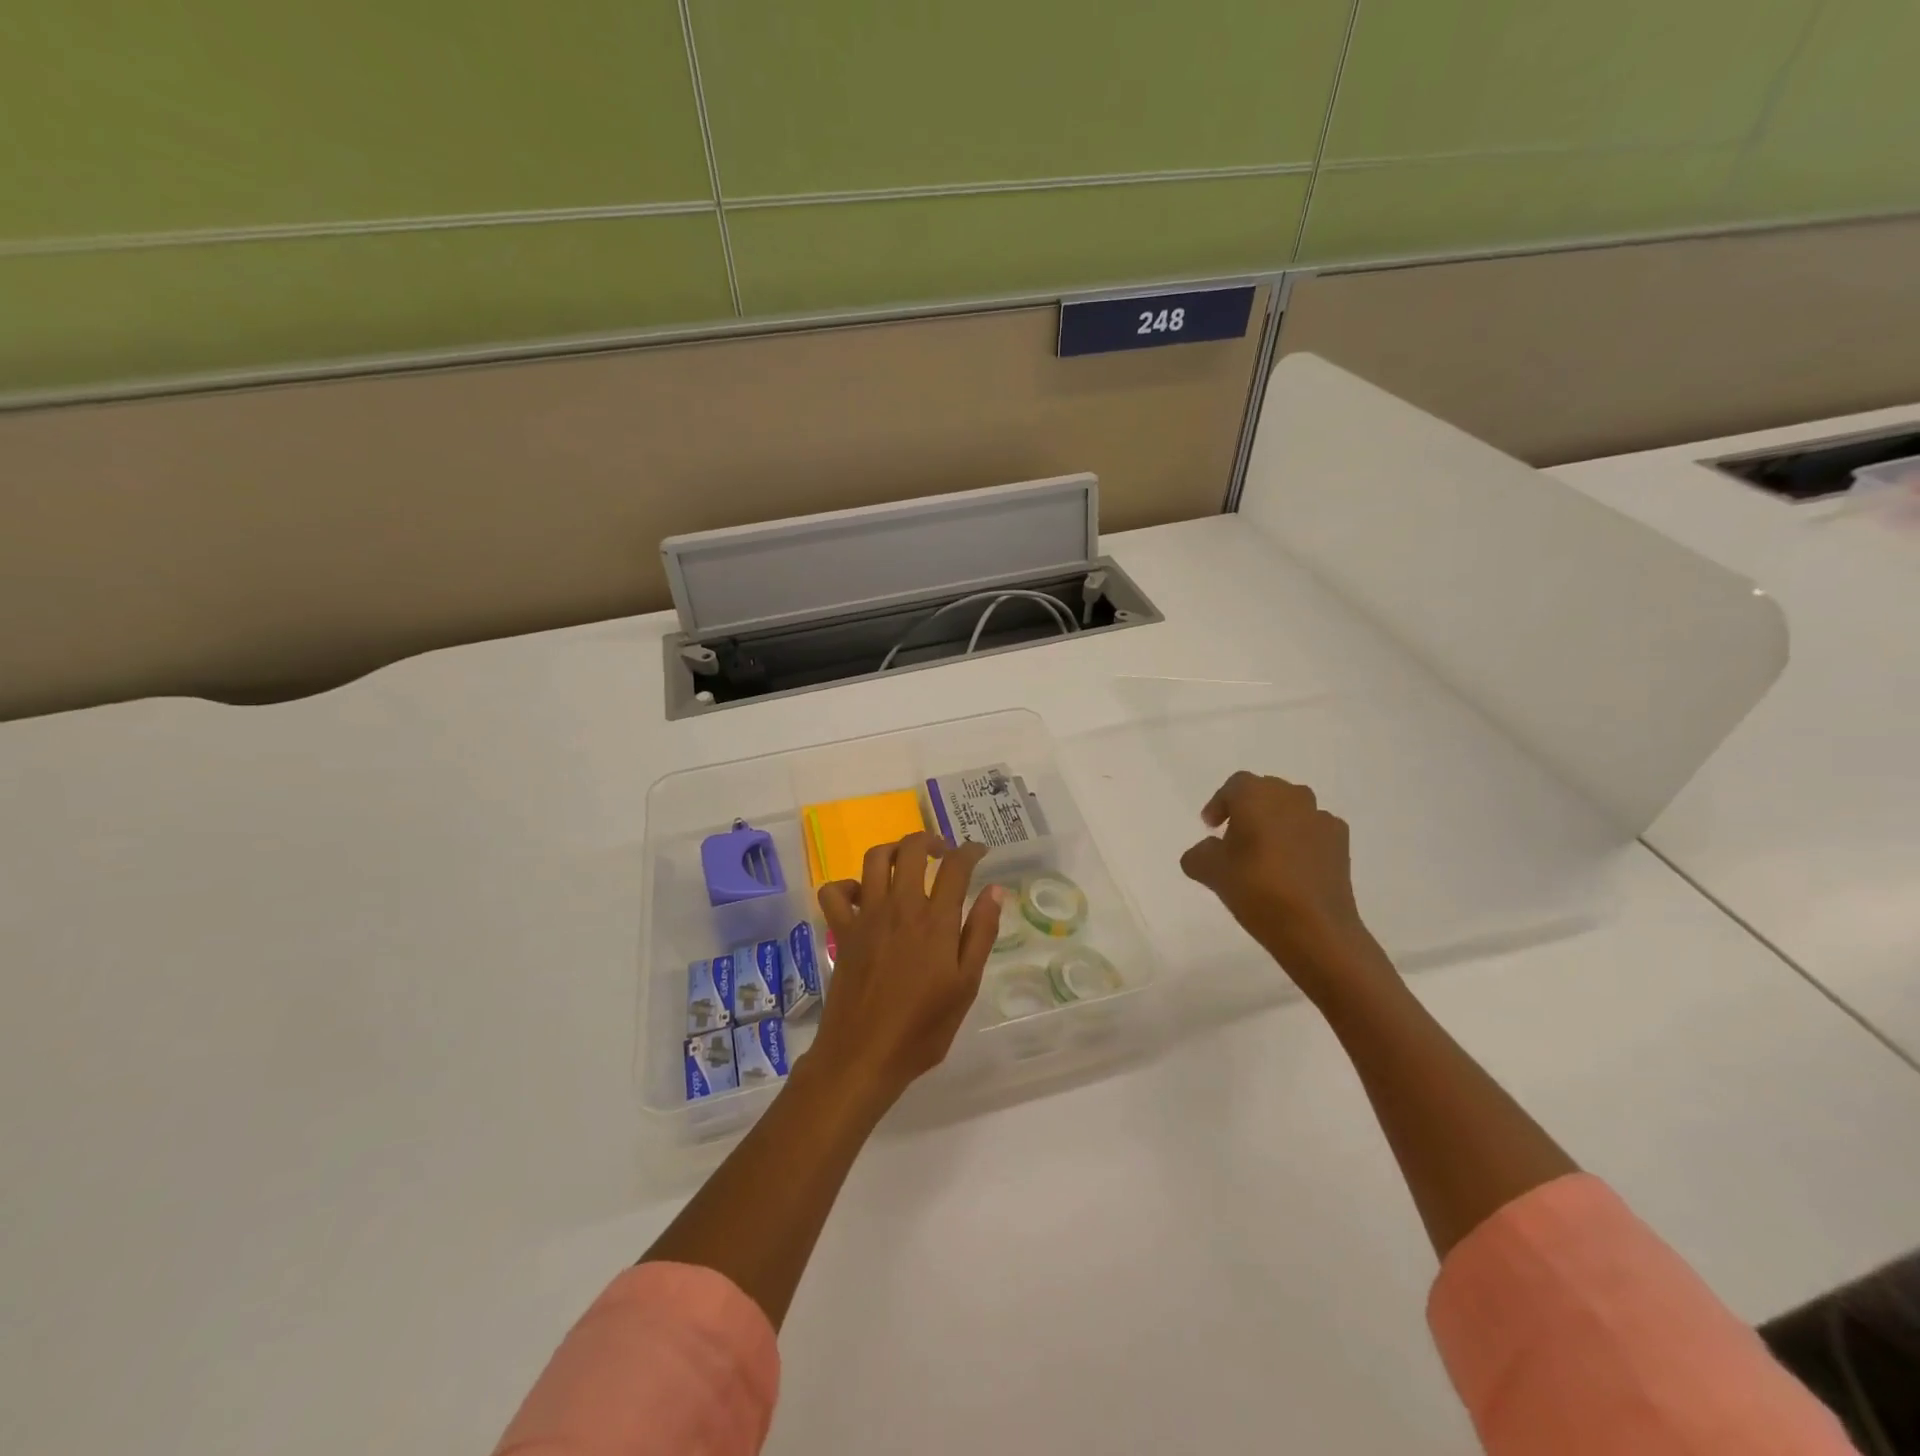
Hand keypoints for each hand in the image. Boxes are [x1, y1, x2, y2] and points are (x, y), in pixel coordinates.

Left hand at [808, 832, 1002, 1109]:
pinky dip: (847, 885)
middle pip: (911, 850)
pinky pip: (835, 892)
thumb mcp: (966, 985)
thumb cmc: (923, 1027)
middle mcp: (900, 907)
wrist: (864, 1055)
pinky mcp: (842, 931)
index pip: (956, 867)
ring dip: (893, 851)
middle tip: (943, 853)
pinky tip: (863, 896)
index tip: (980, 852)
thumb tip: (994, 891)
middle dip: (930, 840)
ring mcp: (866, 916)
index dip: (970, 851)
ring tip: (907, 862)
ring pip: (874, 859)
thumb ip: (981, 934)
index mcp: (936, 920)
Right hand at [1179, 771, 1388, 1000]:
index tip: (1211, 827)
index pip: (1234, 786)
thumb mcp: (1209, 871)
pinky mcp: (1341, 842)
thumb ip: (1199, 854)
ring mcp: (1321, 818)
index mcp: (1256, 795)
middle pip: (1265, 793)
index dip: (1220, 804)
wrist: (1314, 926)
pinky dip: (1302, 841)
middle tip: (1235, 838)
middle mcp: (1291, 796)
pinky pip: (1314, 831)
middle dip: (1249, 810)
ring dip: (1277, 823)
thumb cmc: (1255, 888)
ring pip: (1292, 810)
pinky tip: (1293, 867)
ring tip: (1265, 853)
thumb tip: (1206, 851)